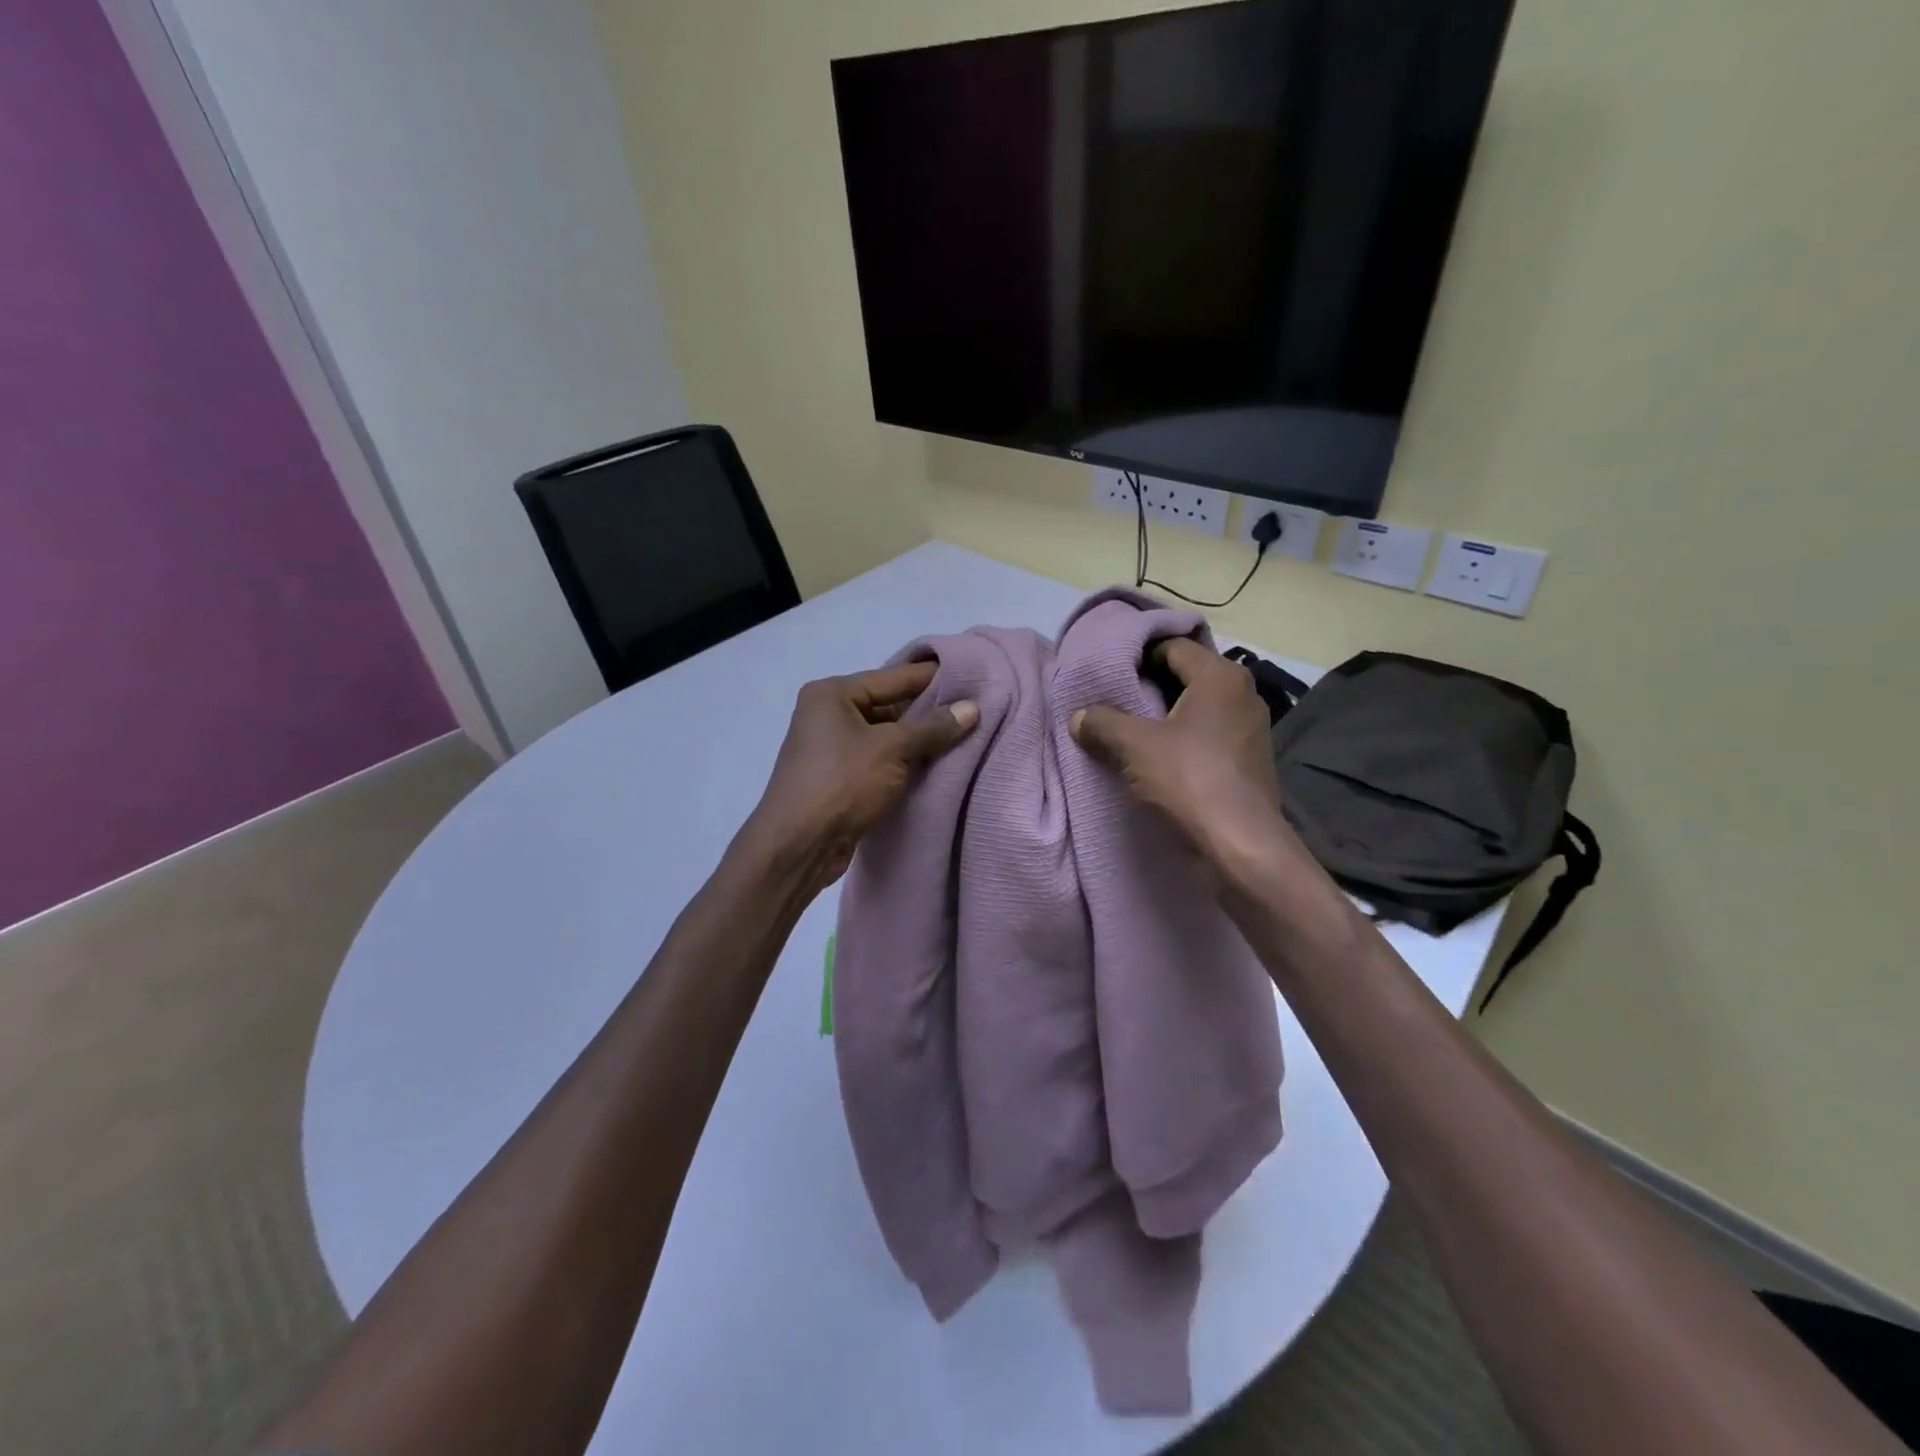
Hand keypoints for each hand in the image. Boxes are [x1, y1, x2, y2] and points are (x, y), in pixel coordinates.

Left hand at [745, 662, 978, 892]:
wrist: (797, 846)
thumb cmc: (842, 783)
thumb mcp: (892, 749)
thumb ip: (933, 728)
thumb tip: (973, 708)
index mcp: (832, 693)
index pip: (893, 677)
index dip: (933, 677)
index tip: (971, 675)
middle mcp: (827, 713)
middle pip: (889, 704)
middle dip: (928, 710)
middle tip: (973, 709)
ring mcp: (831, 747)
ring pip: (885, 735)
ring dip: (918, 739)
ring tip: (964, 735)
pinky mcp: (838, 777)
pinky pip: (879, 759)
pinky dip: (903, 761)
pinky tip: (936, 764)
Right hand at [1070, 638, 1289, 875]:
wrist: (1240, 846)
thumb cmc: (1189, 780)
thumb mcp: (1134, 746)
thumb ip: (1102, 723)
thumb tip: (1078, 716)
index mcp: (1220, 676)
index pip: (1173, 647)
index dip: (1138, 655)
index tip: (1110, 672)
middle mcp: (1242, 693)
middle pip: (1186, 675)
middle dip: (1149, 686)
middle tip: (1114, 698)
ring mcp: (1250, 728)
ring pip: (1197, 707)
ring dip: (1165, 715)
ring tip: (1130, 728)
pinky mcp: (1248, 759)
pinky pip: (1207, 734)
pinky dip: (1182, 738)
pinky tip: (1156, 756)